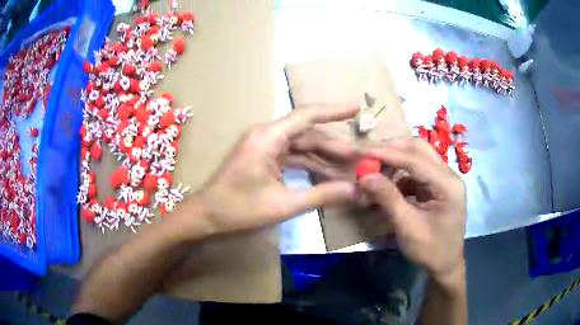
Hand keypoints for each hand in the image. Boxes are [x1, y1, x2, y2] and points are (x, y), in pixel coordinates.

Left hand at [194, 104, 359, 234]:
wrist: (207, 215)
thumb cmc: (239, 209)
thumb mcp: (283, 204)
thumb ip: (321, 195)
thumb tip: (354, 190)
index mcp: (268, 138)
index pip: (307, 116)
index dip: (334, 111)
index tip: (356, 108)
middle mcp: (268, 135)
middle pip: (309, 135)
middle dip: (335, 147)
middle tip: (361, 158)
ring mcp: (266, 146)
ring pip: (303, 147)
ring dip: (325, 159)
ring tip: (351, 169)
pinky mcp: (266, 158)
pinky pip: (294, 157)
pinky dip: (311, 166)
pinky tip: (330, 176)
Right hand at [358, 139, 466, 284]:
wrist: (445, 264)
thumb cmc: (430, 250)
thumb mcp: (407, 227)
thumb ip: (388, 198)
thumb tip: (364, 175)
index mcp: (448, 185)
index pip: (415, 159)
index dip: (387, 153)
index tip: (362, 151)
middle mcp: (449, 175)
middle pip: (419, 149)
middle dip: (392, 149)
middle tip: (368, 155)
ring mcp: (444, 179)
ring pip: (417, 156)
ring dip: (395, 160)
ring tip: (375, 170)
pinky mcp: (437, 185)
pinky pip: (416, 170)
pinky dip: (400, 173)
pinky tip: (387, 183)